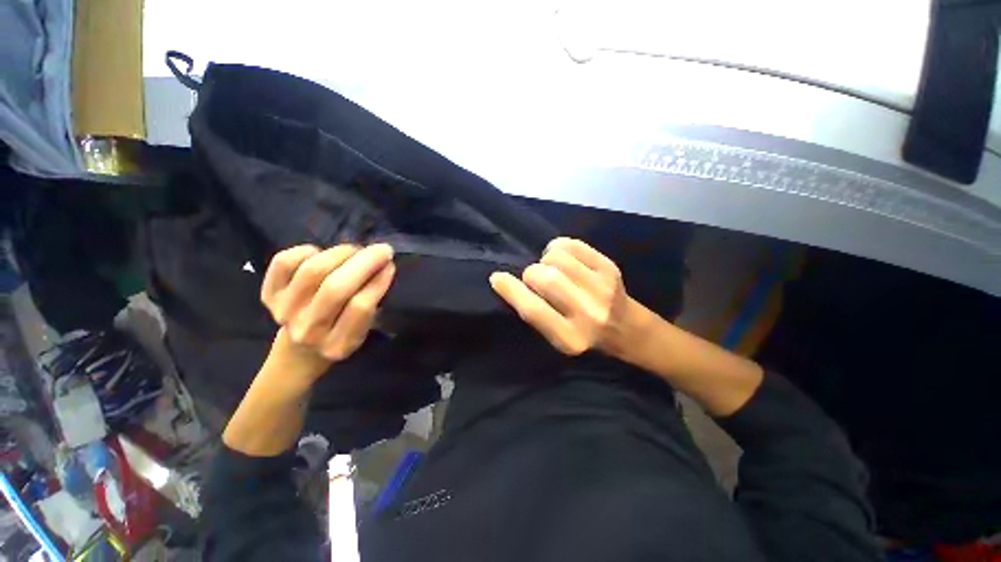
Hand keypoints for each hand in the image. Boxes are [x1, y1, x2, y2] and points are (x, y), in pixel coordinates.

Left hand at [260, 243, 395, 378]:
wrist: (300, 351)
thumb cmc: (342, 334)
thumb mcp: (364, 330)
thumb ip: (373, 302)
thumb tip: (384, 265)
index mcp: (338, 344)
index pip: (360, 307)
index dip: (378, 281)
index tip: (390, 265)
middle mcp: (308, 331)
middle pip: (335, 288)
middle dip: (364, 262)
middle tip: (382, 249)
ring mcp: (284, 312)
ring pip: (313, 271)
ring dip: (341, 253)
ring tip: (356, 250)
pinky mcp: (268, 295)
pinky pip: (284, 262)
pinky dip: (307, 251)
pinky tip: (322, 253)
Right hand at [489, 237, 636, 356]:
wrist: (627, 328)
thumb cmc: (585, 335)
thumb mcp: (557, 336)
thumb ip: (536, 313)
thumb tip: (511, 282)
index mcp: (570, 338)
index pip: (533, 309)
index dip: (510, 290)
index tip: (497, 277)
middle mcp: (588, 314)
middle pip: (544, 278)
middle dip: (531, 274)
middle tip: (536, 278)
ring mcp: (601, 288)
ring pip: (556, 258)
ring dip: (546, 260)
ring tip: (553, 269)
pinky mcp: (609, 268)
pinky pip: (571, 245)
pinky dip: (559, 248)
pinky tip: (564, 259)